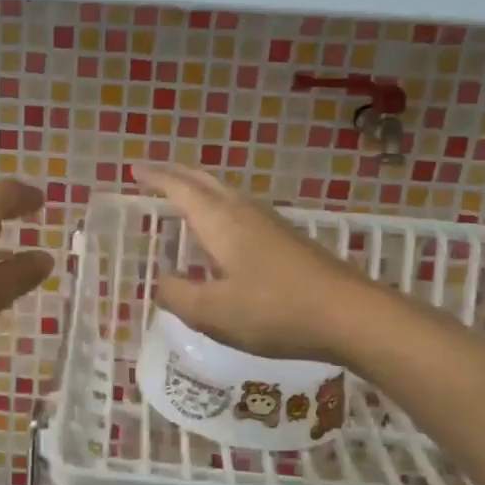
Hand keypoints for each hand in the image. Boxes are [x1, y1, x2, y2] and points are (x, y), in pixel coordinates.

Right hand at [134, 164, 368, 361]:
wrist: (350, 315)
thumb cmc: (275, 310)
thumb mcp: (214, 312)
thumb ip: (179, 295)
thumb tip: (161, 282)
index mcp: (221, 222)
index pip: (181, 189)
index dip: (156, 178)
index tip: (135, 170)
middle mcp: (244, 213)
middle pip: (206, 182)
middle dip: (178, 174)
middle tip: (155, 174)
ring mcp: (270, 224)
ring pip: (227, 194)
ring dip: (201, 189)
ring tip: (184, 197)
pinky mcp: (287, 240)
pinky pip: (242, 211)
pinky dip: (220, 209)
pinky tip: (223, 233)